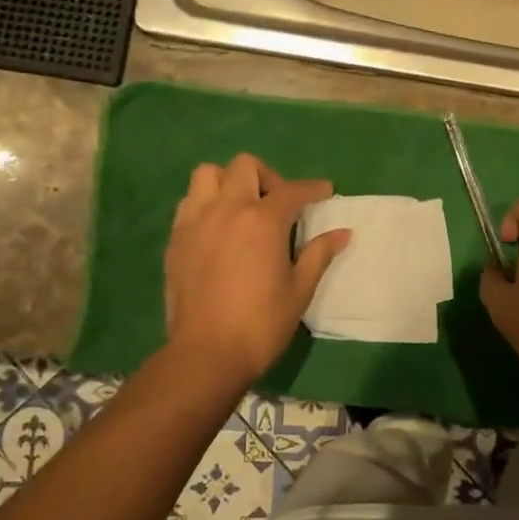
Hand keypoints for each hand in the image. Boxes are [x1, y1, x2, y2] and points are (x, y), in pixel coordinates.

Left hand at [163, 154, 350, 385]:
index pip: (292, 190)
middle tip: (279, 204)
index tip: (325, 192)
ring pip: (209, 175)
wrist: (207, 354)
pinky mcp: (176, 238)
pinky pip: (190, 202)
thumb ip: (319, 254)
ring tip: (242, 209)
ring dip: (229, 182)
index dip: (313, 188)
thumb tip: (342, 233)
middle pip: (245, 166)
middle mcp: (227, 210)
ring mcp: (196, 221)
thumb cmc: (261, 324)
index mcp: (262, 221)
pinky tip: (219, 229)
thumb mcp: (299, 290)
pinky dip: (207, 203)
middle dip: (268, 177)